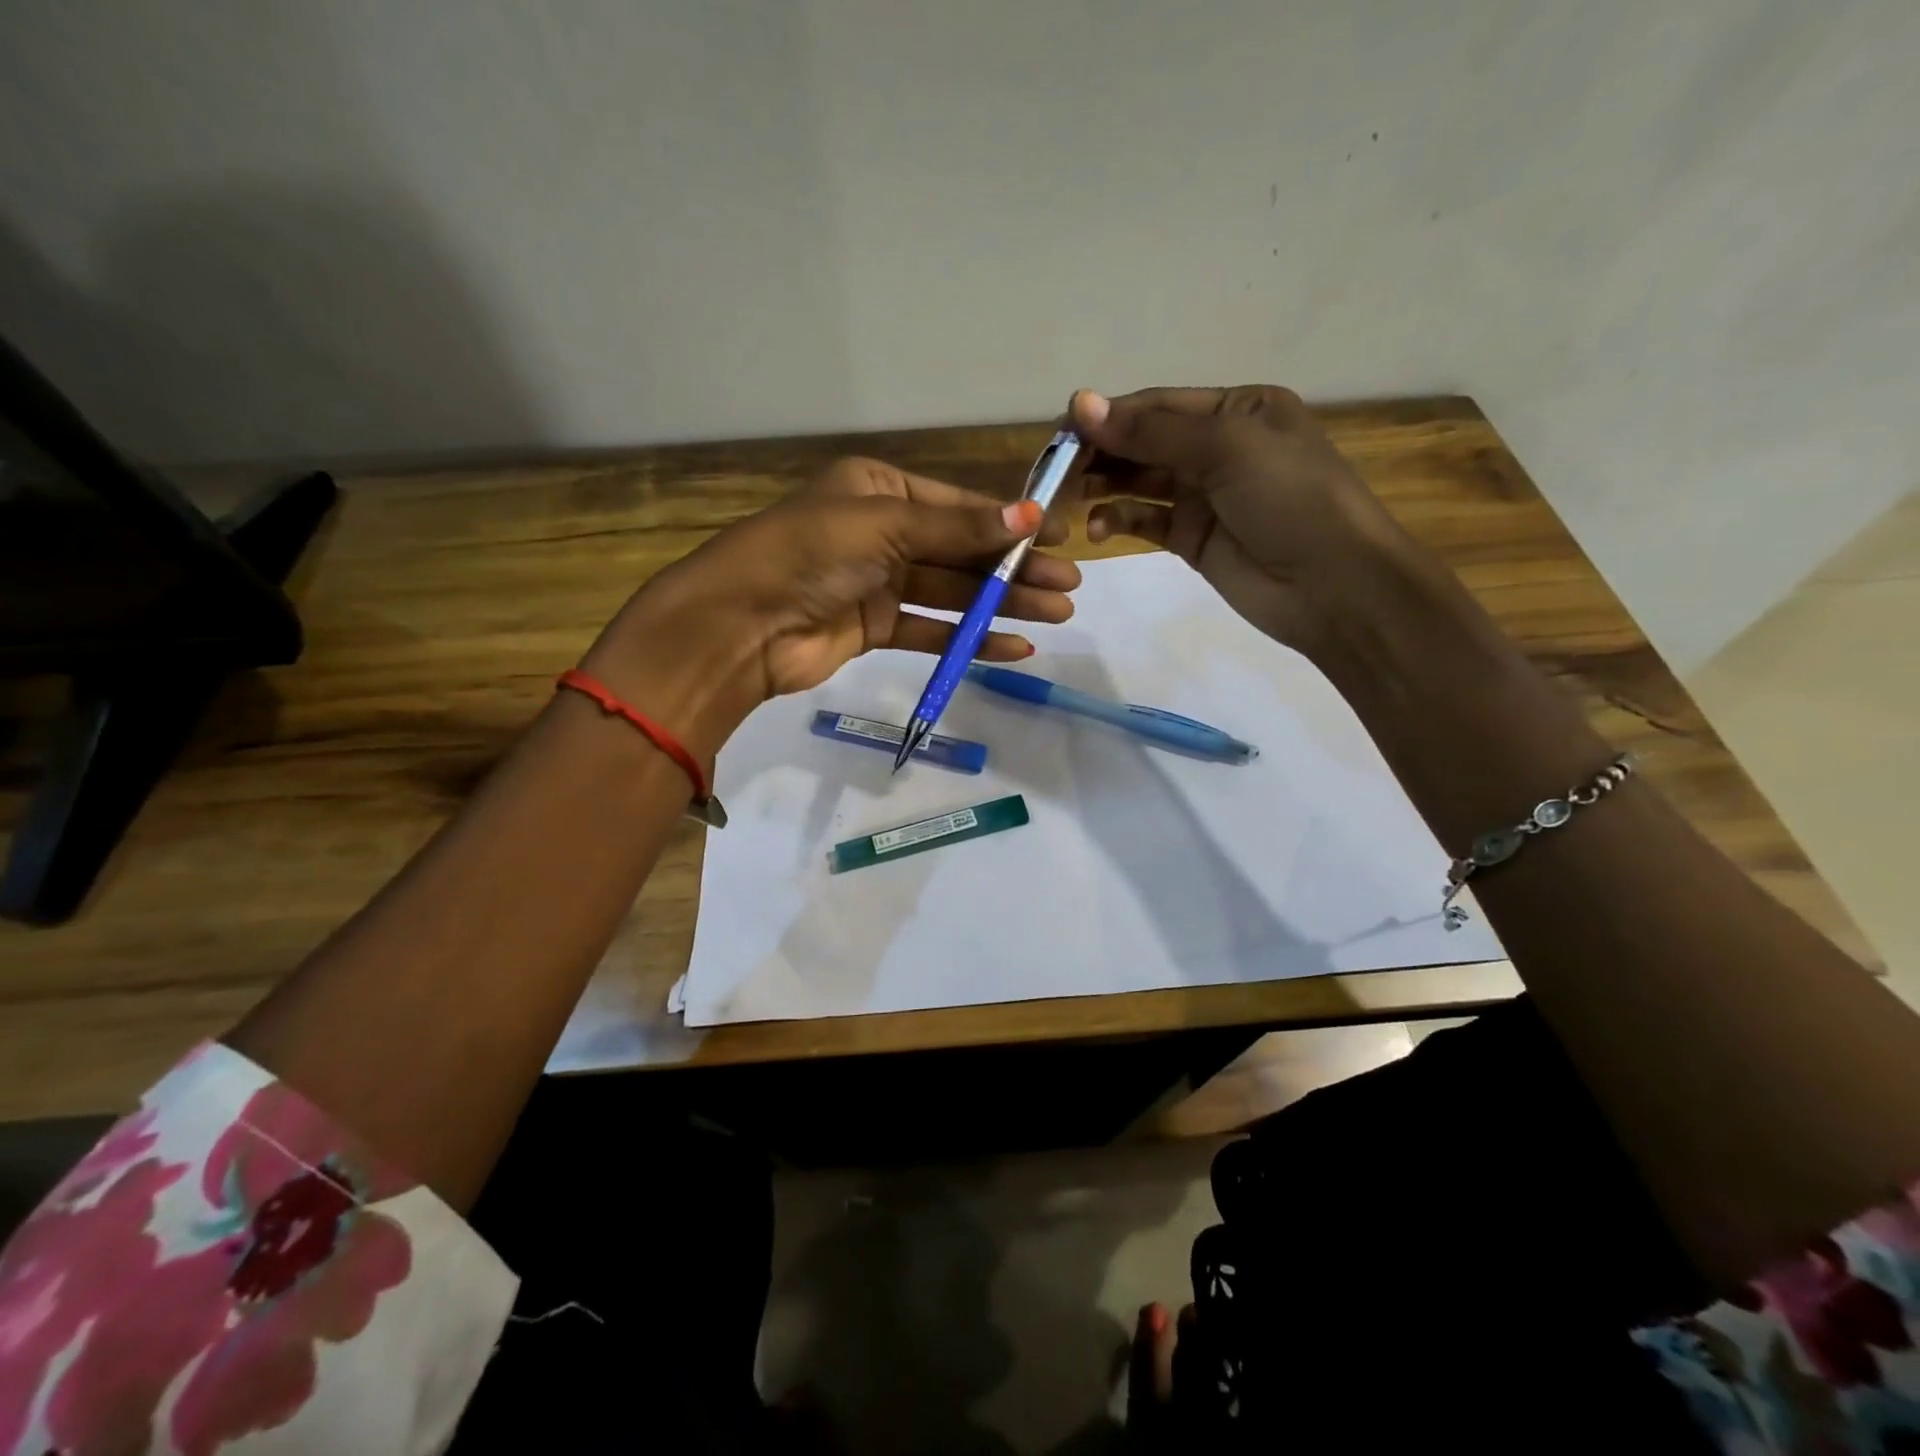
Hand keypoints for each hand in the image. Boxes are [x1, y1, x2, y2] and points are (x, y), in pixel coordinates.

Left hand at [582, 456, 1079, 761]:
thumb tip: (1030, 517)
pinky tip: (1012, 645)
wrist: (740, 625)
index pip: (958, 506)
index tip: (1058, 539)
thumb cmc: (809, 554)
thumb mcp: (885, 526)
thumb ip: (957, 528)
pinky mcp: (872, 628)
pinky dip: (968, 639)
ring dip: (1002, 605)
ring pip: (952, 593)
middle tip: (1068, 588)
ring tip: (1056, 616)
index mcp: (879, 490)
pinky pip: (931, 631)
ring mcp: (877, 583)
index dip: (1009, 523)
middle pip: (961, 551)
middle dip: (1015, 569)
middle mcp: (881, 532)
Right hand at [1068, 387, 1416, 658]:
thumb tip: (1081, 403)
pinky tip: (1100, 530)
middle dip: (1099, 454)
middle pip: (1142, 441)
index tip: (1060, 435)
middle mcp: (1217, 446)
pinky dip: (1121, 521)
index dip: (1107, 417)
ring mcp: (1204, 495)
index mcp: (1236, 409)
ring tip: (1067, 502)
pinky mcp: (1193, 538)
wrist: (1334, 585)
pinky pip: (1146, 521)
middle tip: (1054, 474)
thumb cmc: (1290, 498)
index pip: (1156, 405)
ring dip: (1103, 487)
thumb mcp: (1225, 449)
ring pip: (1138, 481)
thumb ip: (1150, 431)